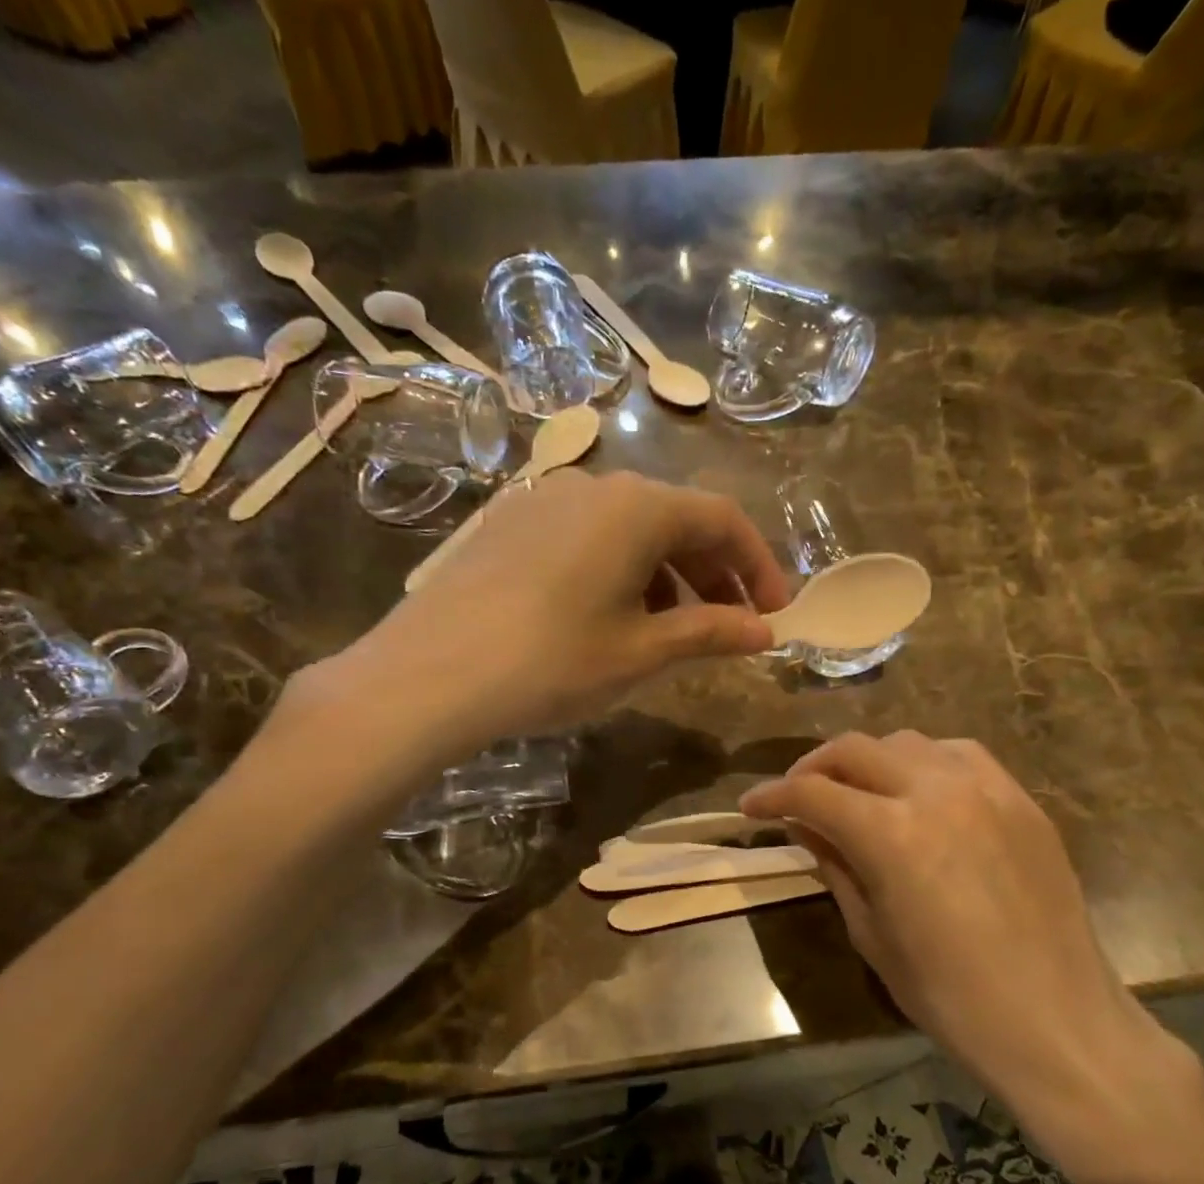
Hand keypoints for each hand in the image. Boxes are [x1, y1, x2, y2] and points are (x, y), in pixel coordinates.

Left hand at [281, 469, 789, 767]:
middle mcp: (593, 487)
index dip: (759, 565)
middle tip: (732, 626)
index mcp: (636, 507)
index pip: (722, 519)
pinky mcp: (509, 527)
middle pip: (675, 520)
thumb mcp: (641, 652)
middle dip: (715, 573)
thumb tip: (764, 632)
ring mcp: (544, 502)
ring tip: (674, 630)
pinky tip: (612, 618)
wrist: (427, 676)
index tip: (776, 613)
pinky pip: (587, 539)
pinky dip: (621, 572)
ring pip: (629, 530)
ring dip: (667, 575)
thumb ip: (709, 633)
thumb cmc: (551, 663)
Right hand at [739, 732, 1203, 1183]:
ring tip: (857, 791)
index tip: (751, 807)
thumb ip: (835, 867)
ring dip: (869, 760)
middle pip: (855, 750)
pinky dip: (924, 762)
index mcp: (891, 834)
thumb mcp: (872, 935)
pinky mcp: (1020, 799)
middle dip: (813, 767)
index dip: (772, 796)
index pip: (812, 792)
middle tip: (796, 794)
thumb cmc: (950, 996)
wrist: (1056, 1020)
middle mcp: (935, 792)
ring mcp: (985, 788)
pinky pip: (960, 754)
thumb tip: (805, 828)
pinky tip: (919, 791)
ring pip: (907, 742)